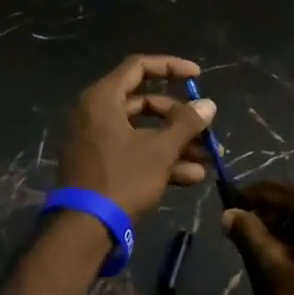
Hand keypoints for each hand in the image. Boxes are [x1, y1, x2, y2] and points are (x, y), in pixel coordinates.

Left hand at [56, 55, 218, 220]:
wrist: (84, 227)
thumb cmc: (122, 178)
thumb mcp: (160, 150)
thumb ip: (186, 123)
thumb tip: (208, 104)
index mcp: (103, 99)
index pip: (139, 67)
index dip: (170, 67)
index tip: (197, 76)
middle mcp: (95, 114)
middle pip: (144, 103)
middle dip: (179, 117)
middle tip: (205, 129)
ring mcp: (96, 141)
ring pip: (142, 132)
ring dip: (176, 143)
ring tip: (208, 158)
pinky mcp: (100, 165)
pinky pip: (133, 152)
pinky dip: (160, 160)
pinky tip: (192, 177)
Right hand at [222, 182, 293, 294]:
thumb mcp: (276, 269)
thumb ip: (250, 235)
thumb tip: (229, 213)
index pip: (268, 189)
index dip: (244, 201)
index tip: (227, 218)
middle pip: (291, 201)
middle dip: (267, 220)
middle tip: (248, 249)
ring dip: (288, 232)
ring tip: (273, 263)